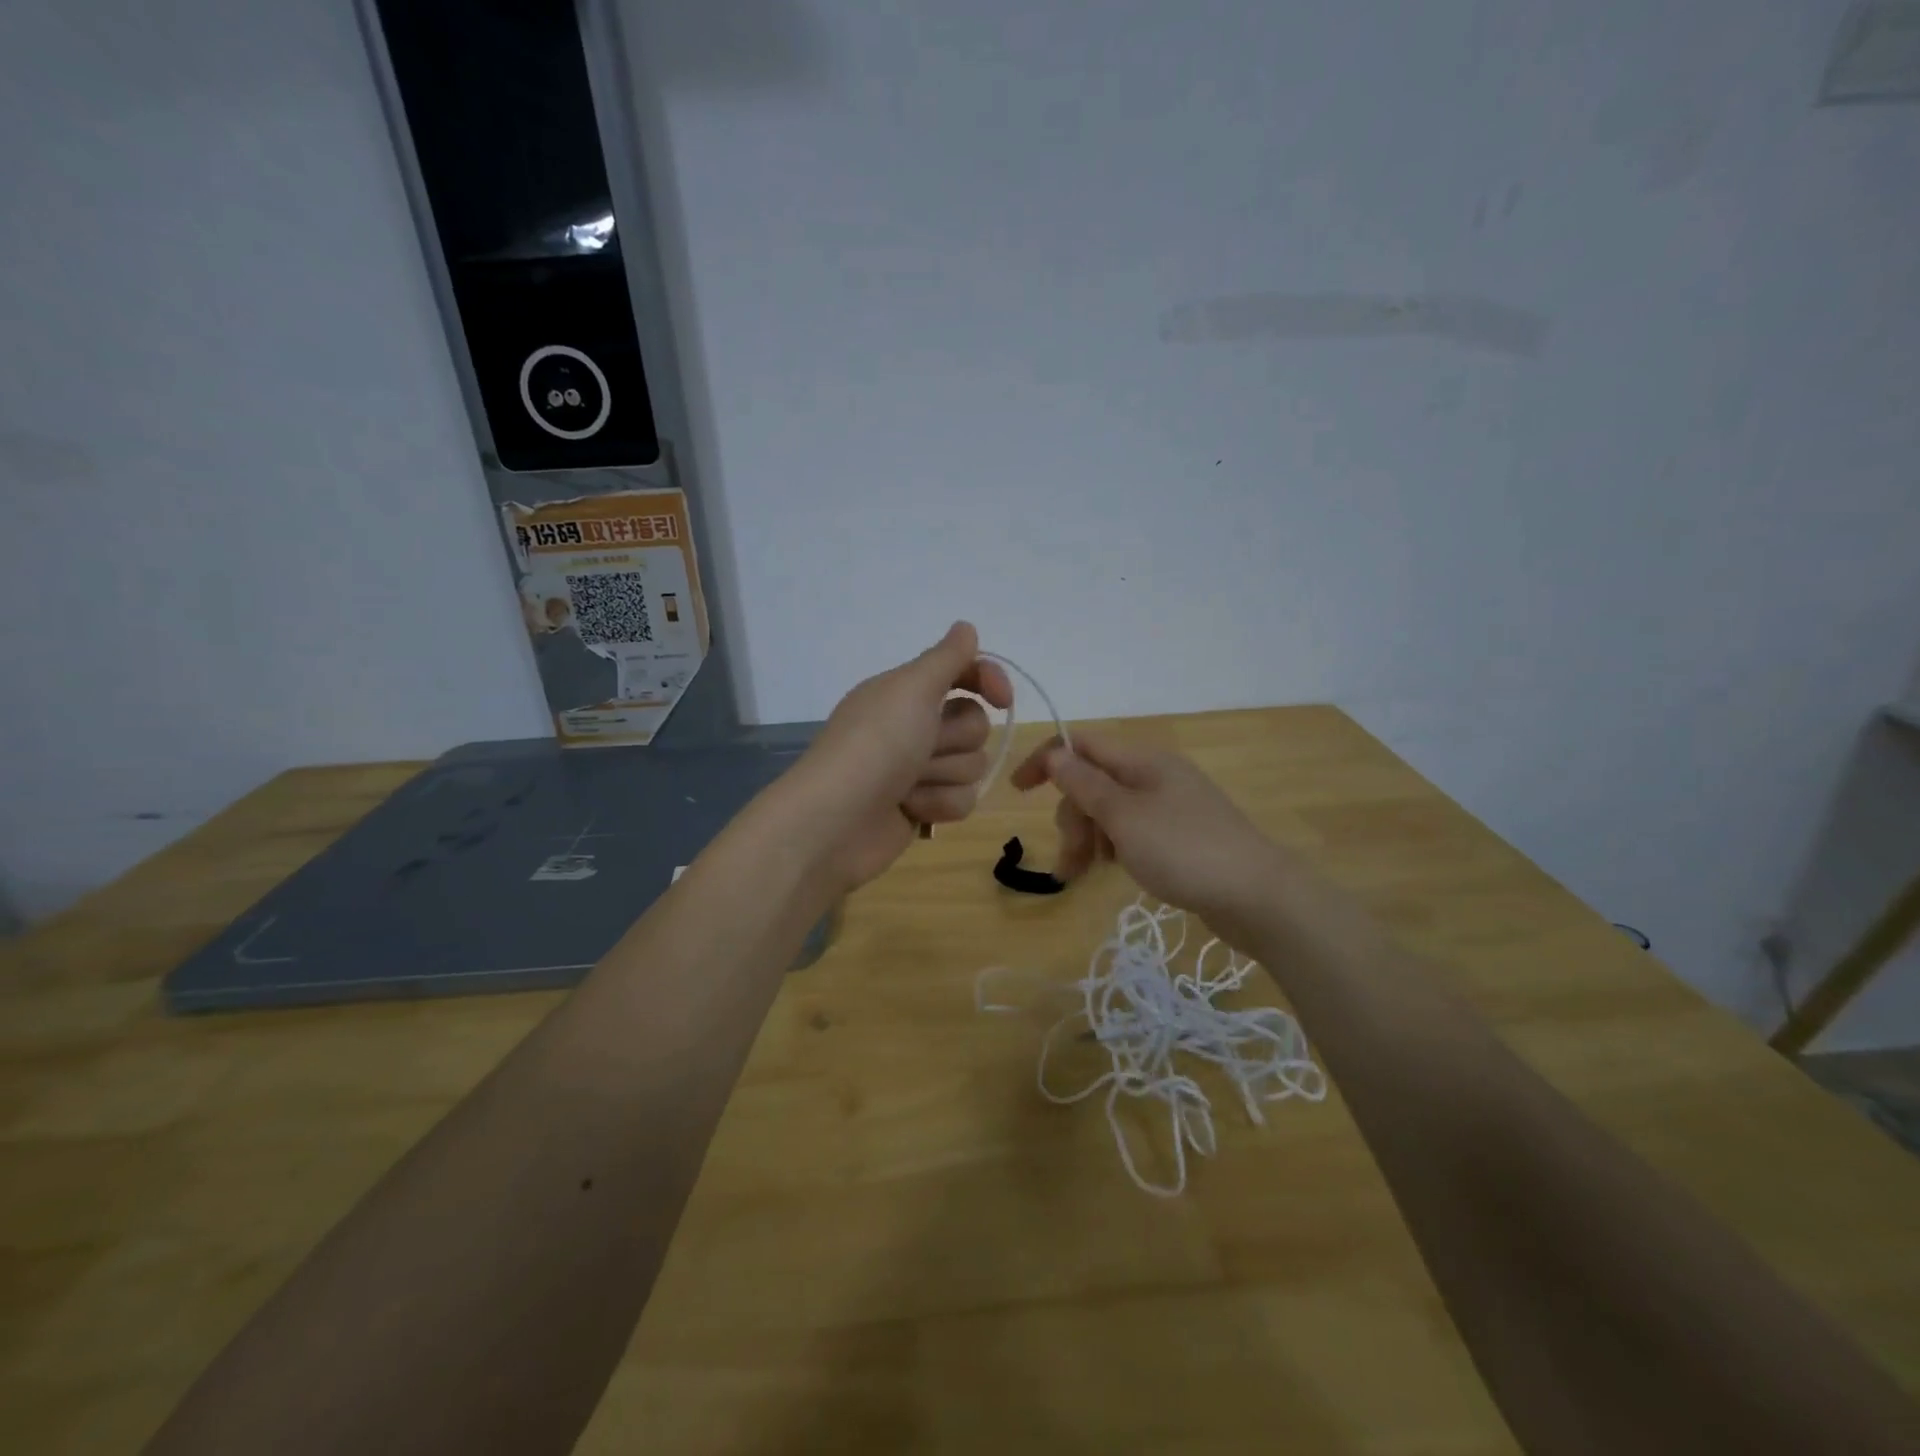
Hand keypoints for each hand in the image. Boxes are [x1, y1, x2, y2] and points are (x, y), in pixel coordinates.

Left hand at [792, 622, 1011, 892]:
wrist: (836, 822)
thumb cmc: (875, 746)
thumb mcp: (911, 689)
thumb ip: (946, 658)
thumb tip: (966, 627)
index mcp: (906, 692)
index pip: (964, 673)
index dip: (987, 681)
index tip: (1002, 699)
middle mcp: (913, 726)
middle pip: (975, 724)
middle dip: (954, 740)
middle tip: (921, 748)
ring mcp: (917, 769)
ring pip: (972, 766)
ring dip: (943, 775)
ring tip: (908, 785)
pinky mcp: (922, 807)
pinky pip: (962, 800)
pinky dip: (938, 804)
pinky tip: (910, 811)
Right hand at [1010, 731, 1288, 941]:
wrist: (1257, 896)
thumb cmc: (1184, 851)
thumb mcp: (1124, 817)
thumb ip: (1085, 784)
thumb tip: (1055, 753)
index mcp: (1142, 761)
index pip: (1081, 744)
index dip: (1046, 761)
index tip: (1018, 792)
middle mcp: (1154, 775)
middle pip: (1093, 782)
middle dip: (1072, 816)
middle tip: (1072, 858)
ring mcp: (1169, 805)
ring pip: (1109, 810)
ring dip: (1088, 837)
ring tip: (1082, 875)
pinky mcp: (1178, 835)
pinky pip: (1130, 831)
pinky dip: (1112, 847)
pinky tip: (1111, 870)